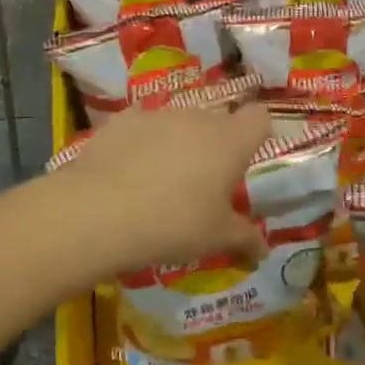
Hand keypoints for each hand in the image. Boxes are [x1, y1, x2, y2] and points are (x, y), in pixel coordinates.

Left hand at [58, 104, 271, 275]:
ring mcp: (158, 114)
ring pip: (178, 123)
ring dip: (177, 144)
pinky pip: (141, 127)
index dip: (257, 134)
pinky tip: (126, 172)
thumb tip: (263, 249)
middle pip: (216, 122)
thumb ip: (245, 239)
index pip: (259, 118)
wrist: (100, 211)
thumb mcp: (216, 239)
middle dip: (213, 147)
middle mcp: (197, 117)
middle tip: (202, 186)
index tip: (247, 160)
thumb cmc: (174, 223)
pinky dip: (140, 143)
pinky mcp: (122, 119)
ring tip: (160, 182)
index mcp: (229, 141)